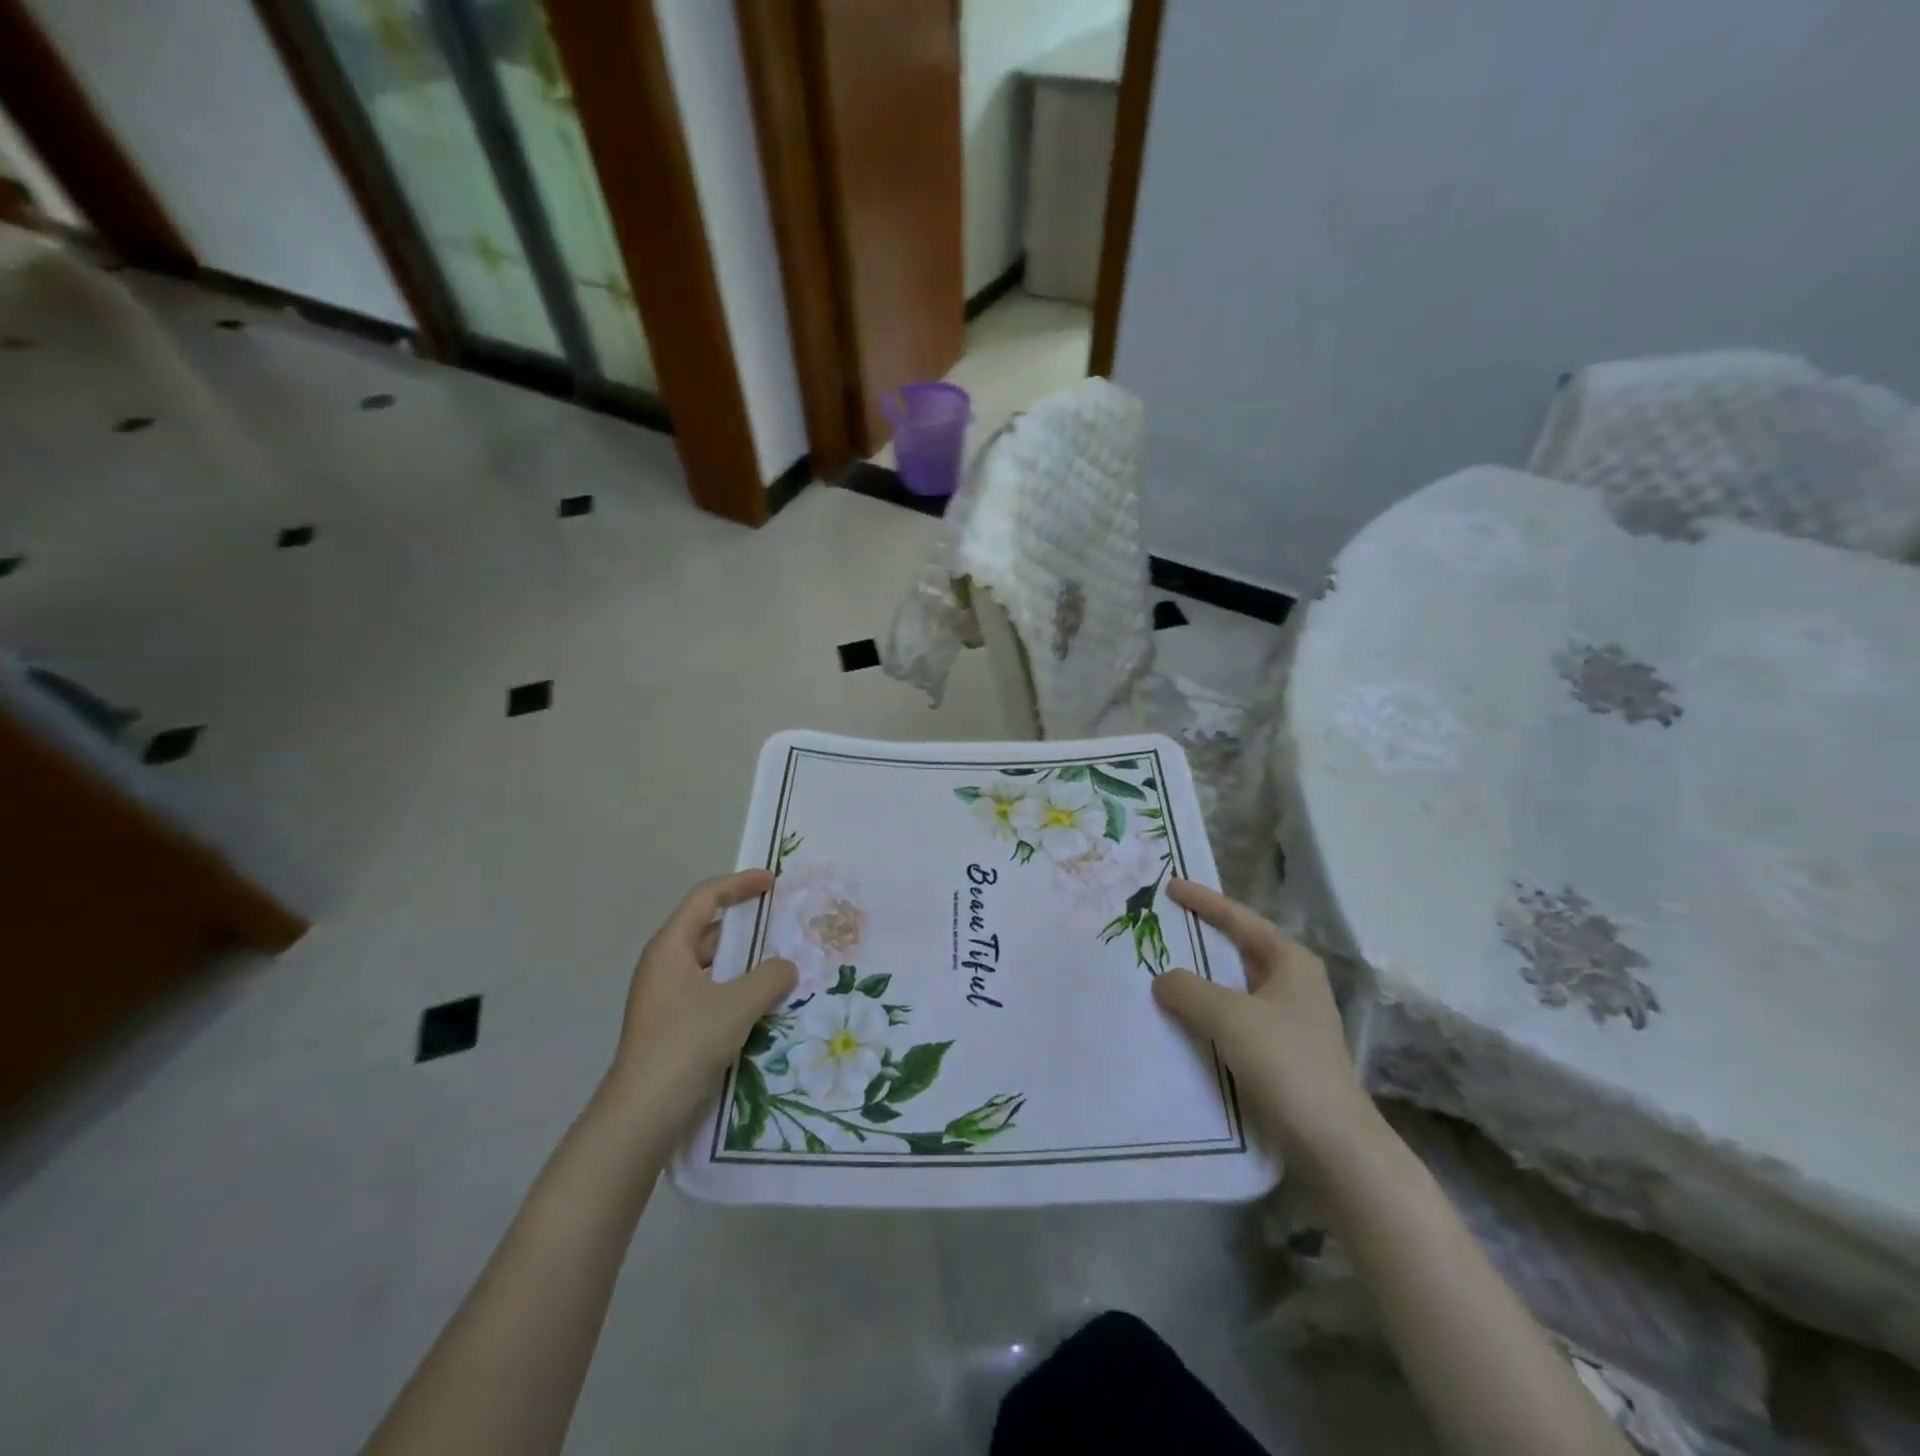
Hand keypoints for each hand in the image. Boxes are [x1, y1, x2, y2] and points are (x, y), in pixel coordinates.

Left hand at [607, 870, 796, 1130]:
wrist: (641, 1116)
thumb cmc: (685, 1045)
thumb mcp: (737, 1005)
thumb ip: (769, 978)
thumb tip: (787, 967)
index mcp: (670, 948)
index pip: (706, 899)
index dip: (739, 884)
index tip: (771, 882)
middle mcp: (664, 966)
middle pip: (709, 931)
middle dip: (747, 928)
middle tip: (784, 928)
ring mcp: (666, 999)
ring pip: (712, 966)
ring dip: (745, 964)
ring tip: (783, 966)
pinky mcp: (672, 1027)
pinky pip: (711, 993)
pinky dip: (737, 990)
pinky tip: (764, 1005)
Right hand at [1151, 879, 1380, 1170]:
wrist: (1331, 1142)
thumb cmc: (1285, 1062)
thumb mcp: (1229, 1016)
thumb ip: (1189, 990)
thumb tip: (1163, 979)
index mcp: (1290, 961)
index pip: (1239, 919)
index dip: (1204, 900)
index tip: (1170, 887)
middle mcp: (1292, 983)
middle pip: (1238, 948)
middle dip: (1201, 937)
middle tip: (1162, 924)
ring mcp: (1288, 1019)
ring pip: (1234, 986)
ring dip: (1201, 979)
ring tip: (1161, 969)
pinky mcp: (1280, 1052)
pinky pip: (1234, 1017)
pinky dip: (1207, 1011)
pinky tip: (1181, 1019)